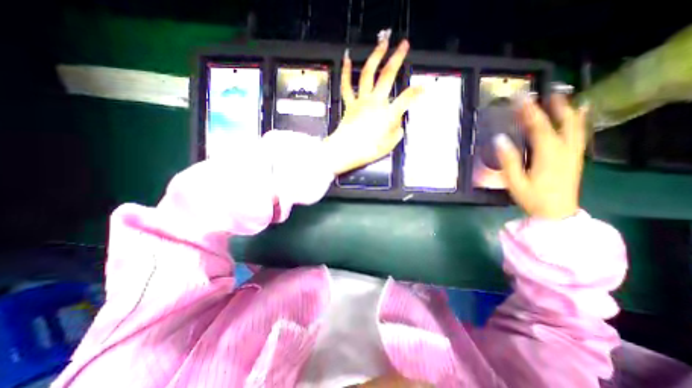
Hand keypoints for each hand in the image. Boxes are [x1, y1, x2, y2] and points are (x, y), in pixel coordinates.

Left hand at [323, 30, 423, 173]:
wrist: (345, 151)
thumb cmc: (367, 150)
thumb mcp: (388, 145)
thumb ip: (396, 131)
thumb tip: (398, 123)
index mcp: (387, 114)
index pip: (406, 98)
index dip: (417, 92)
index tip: (424, 88)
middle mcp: (375, 102)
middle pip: (387, 75)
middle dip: (397, 58)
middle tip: (404, 45)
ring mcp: (361, 100)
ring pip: (367, 74)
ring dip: (375, 56)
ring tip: (382, 43)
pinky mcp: (350, 104)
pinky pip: (347, 86)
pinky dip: (345, 72)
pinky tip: (346, 58)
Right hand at [497, 95, 588, 219]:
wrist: (556, 213)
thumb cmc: (532, 198)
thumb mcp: (514, 181)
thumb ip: (508, 160)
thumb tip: (499, 139)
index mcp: (548, 155)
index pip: (539, 127)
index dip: (530, 111)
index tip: (521, 98)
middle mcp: (565, 150)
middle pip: (562, 122)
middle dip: (552, 105)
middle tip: (543, 92)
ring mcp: (573, 153)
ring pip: (574, 126)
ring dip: (567, 109)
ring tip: (561, 96)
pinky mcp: (575, 158)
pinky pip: (579, 134)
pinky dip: (578, 121)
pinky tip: (579, 114)